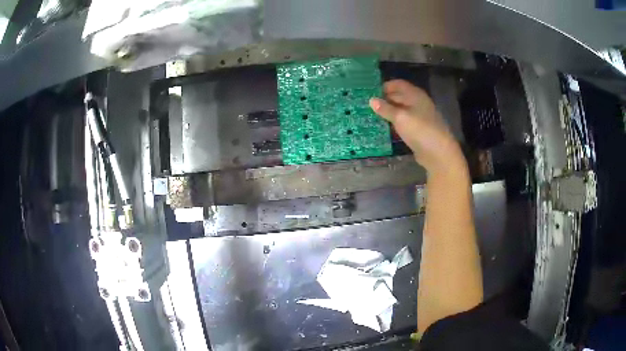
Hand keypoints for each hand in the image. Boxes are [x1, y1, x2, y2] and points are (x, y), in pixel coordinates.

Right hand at [369, 80, 464, 174]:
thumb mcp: (400, 117)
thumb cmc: (419, 130)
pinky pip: (404, 122)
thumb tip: (371, 100)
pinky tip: (385, 127)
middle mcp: (418, 103)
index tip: (370, 91)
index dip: (385, 86)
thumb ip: (385, 108)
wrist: (439, 153)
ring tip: (372, 115)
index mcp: (415, 95)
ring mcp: (420, 117)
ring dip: (389, 112)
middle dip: (385, 99)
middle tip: (368, 105)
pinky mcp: (419, 130)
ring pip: (401, 110)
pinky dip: (395, 123)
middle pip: (400, 96)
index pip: (398, 84)